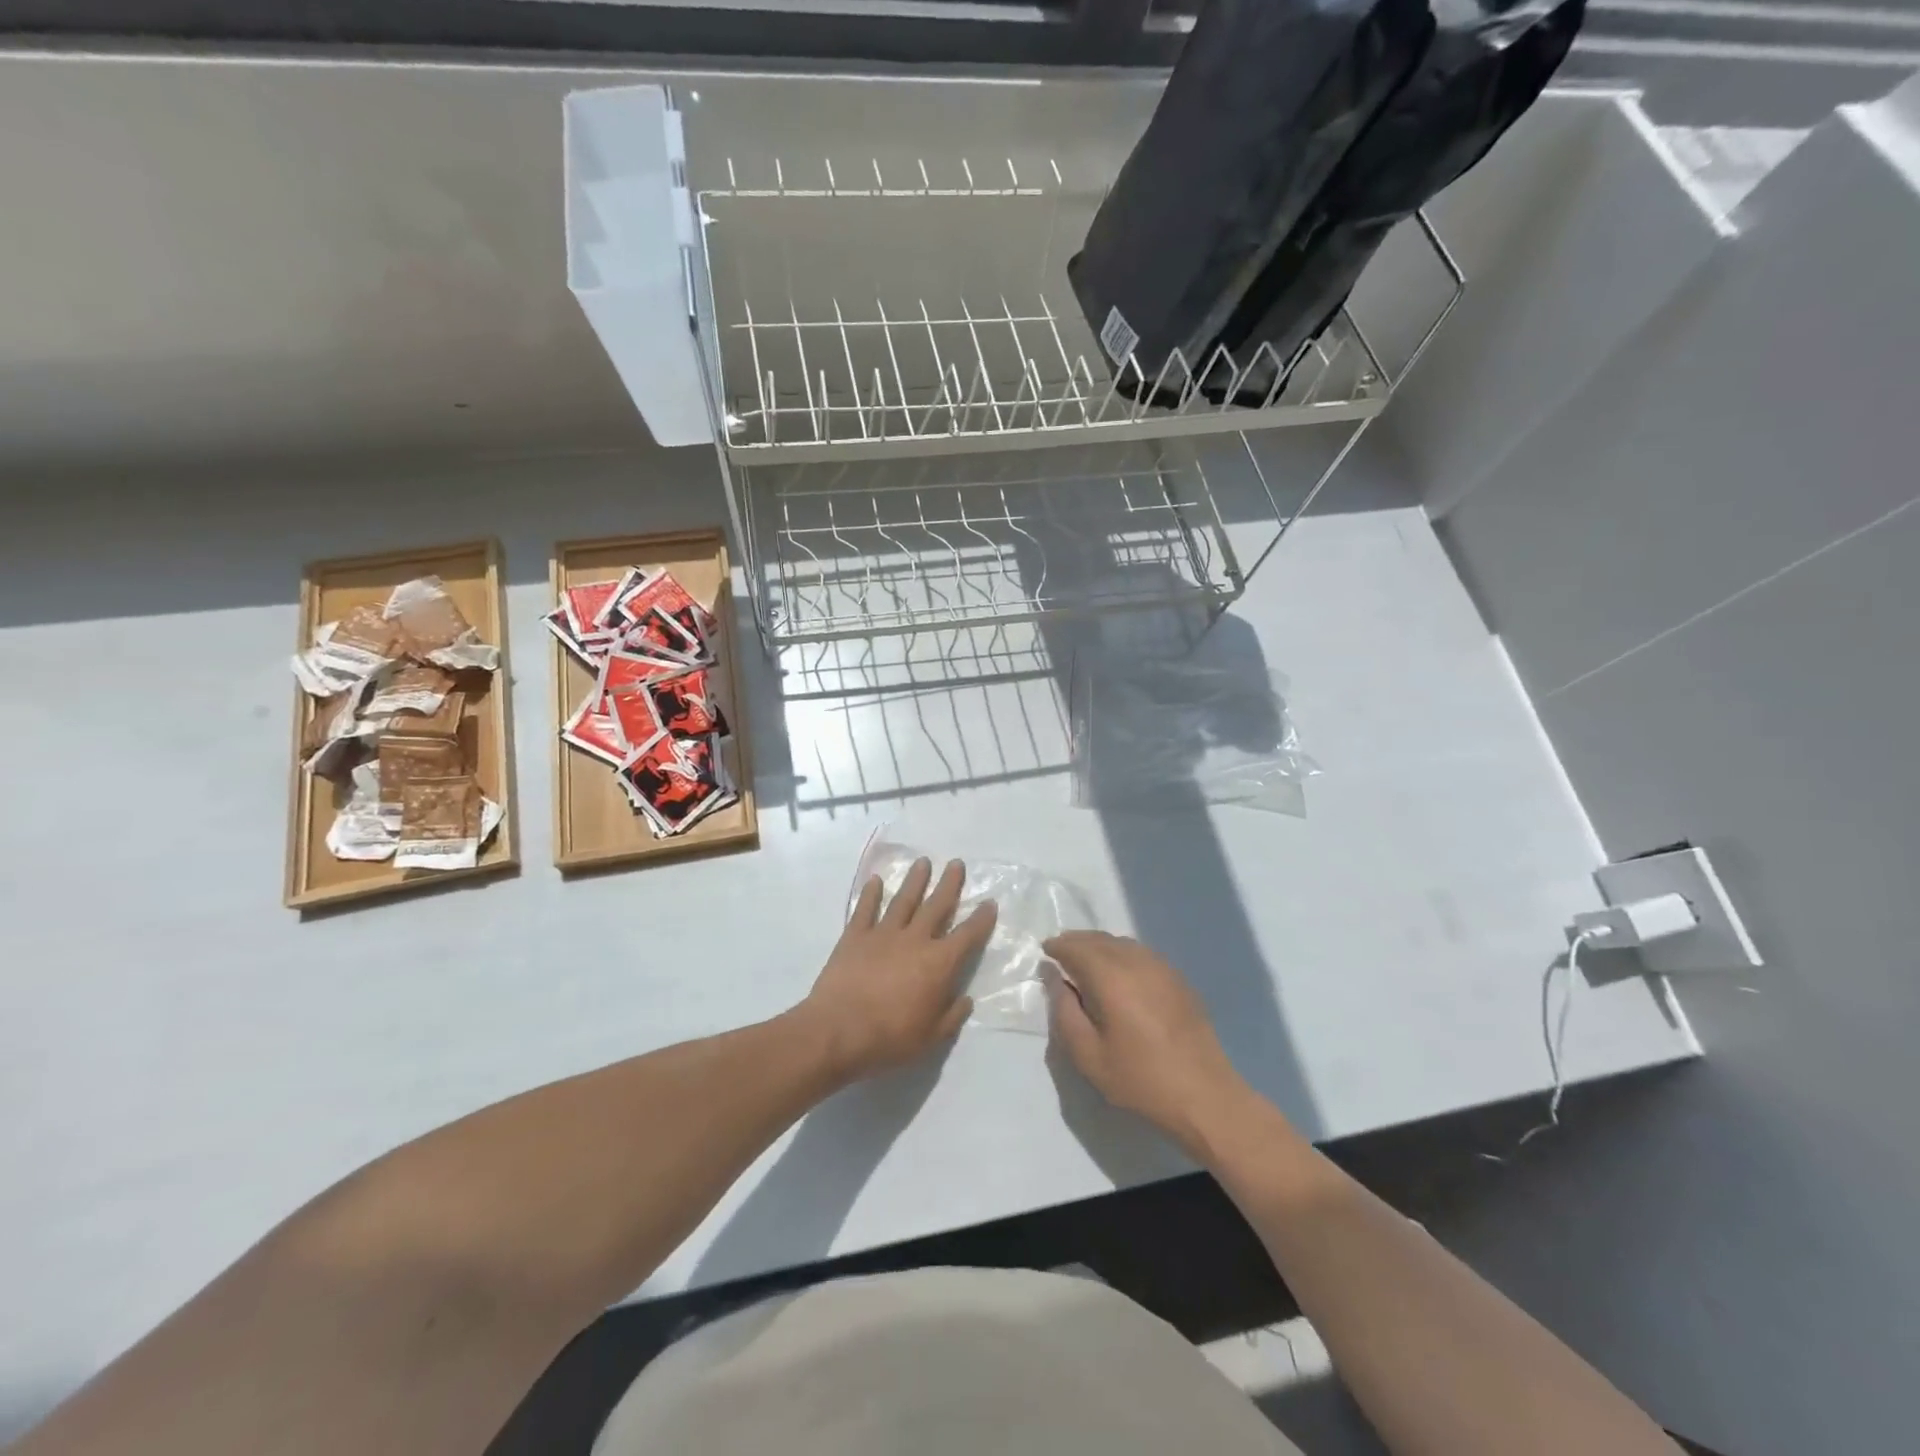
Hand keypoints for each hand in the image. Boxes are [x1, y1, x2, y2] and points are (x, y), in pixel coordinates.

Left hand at [798, 857, 996, 1084]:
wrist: (837, 1032)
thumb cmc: (889, 1039)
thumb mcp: (931, 1038)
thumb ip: (951, 1016)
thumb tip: (965, 999)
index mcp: (939, 964)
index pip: (967, 936)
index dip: (981, 919)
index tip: (989, 902)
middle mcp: (915, 940)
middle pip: (936, 906)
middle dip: (949, 885)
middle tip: (956, 864)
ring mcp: (883, 934)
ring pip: (903, 900)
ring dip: (915, 880)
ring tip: (923, 862)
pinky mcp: (854, 936)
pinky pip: (865, 909)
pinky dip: (871, 894)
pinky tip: (875, 880)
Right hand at [1045, 931, 1255, 1156]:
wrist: (1204, 1095)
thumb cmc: (1140, 1079)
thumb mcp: (1088, 1055)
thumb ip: (1064, 1012)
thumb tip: (1056, 979)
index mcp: (1111, 977)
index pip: (1076, 947)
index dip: (1058, 947)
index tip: (1045, 953)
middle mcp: (1136, 961)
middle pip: (1099, 939)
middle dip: (1077, 942)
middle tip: (1061, 954)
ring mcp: (1162, 967)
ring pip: (1122, 943)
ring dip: (1100, 946)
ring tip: (1087, 964)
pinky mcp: (1178, 979)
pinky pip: (1141, 954)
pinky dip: (1122, 954)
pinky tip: (1119, 975)